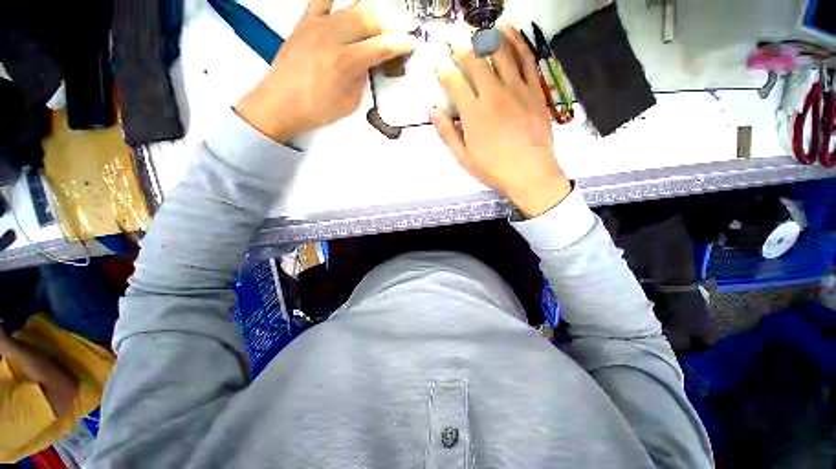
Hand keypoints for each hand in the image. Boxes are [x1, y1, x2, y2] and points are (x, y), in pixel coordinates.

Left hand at [236, 0, 416, 141]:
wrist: (280, 104)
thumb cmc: (318, 110)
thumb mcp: (349, 103)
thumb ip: (362, 79)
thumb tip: (369, 63)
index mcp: (346, 62)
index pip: (381, 46)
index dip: (400, 43)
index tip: (412, 42)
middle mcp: (334, 37)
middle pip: (370, 19)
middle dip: (392, 23)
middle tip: (403, 28)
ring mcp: (317, 24)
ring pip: (352, 6)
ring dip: (372, 10)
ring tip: (383, 18)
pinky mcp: (304, 21)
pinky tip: (350, 1)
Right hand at [430, 25, 570, 217]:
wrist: (530, 173)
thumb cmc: (493, 169)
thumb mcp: (463, 158)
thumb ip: (447, 133)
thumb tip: (432, 111)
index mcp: (473, 113)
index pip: (452, 81)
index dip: (440, 65)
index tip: (433, 56)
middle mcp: (493, 94)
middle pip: (474, 60)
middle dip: (459, 45)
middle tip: (451, 36)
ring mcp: (516, 88)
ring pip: (499, 52)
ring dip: (484, 36)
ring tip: (475, 30)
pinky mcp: (534, 89)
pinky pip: (525, 58)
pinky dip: (516, 40)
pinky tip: (507, 29)